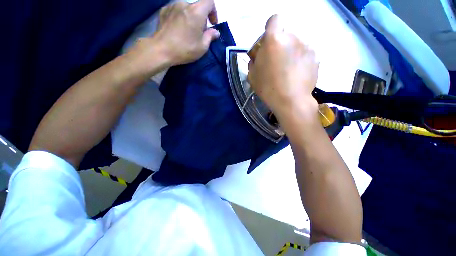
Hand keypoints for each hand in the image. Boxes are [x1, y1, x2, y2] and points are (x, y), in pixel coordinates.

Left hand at [151, 0, 219, 65]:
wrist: (161, 50)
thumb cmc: (185, 49)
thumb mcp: (202, 47)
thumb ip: (210, 36)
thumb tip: (215, 32)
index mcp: (196, 12)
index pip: (209, 2)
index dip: (213, 11)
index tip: (212, 23)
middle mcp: (184, 4)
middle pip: (197, 7)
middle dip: (201, 19)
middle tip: (199, 33)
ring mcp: (172, 6)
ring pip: (186, 10)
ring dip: (190, 18)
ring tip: (188, 32)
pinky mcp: (163, 11)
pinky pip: (176, 11)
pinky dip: (180, 18)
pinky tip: (178, 30)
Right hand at [248, 15, 318, 122]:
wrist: (290, 101)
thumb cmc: (268, 88)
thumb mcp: (252, 76)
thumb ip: (254, 60)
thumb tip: (258, 56)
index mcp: (273, 40)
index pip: (274, 19)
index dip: (271, 28)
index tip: (269, 42)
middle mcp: (292, 37)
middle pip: (286, 34)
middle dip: (281, 44)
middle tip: (278, 61)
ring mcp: (306, 46)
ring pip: (296, 44)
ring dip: (291, 52)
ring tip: (289, 70)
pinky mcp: (315, 56)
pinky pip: (305, 53)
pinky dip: (301, 60)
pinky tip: (297, 74)